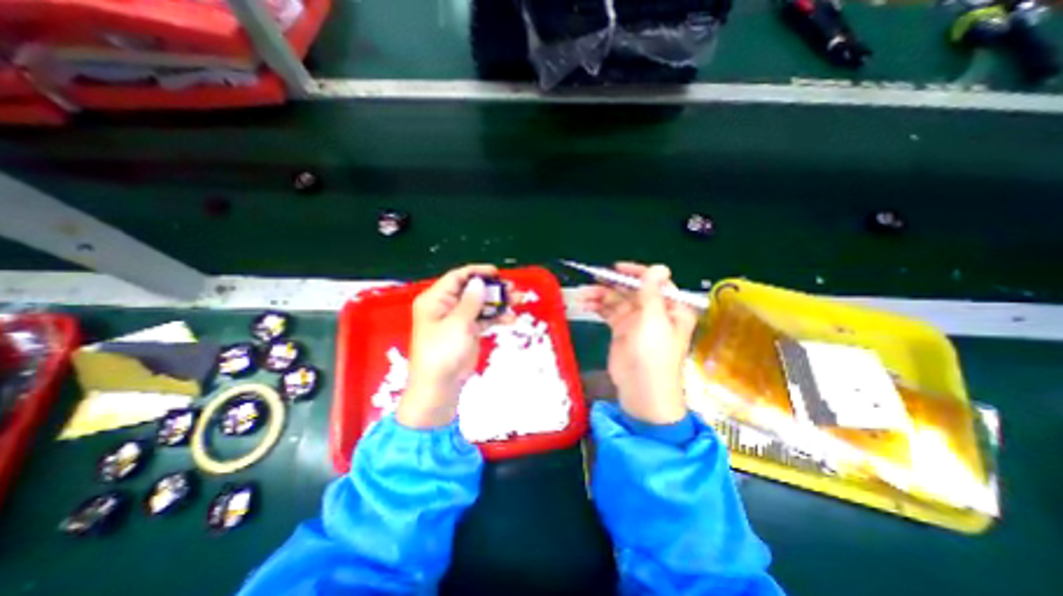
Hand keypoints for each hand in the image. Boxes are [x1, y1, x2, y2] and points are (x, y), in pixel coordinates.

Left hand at [399, 264, 503, 427]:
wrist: (440, 386)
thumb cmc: (443, 352)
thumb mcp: (457, 324)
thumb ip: (471, 301)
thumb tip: (479, 282)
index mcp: (436, 300)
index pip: (457, 278)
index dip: (477, 272)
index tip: (497, 272)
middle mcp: (446, 306)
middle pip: (472, 290)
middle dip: (493, 288)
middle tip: (513, 288)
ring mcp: (458, 319)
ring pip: (481, 304)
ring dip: (499, 302)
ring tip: (518, 301)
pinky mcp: (467, 331)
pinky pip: (484, 319)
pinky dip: (496, 318)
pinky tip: (510, 320)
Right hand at [573, 263, 699, 426]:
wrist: (642, 391)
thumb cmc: (653, 355)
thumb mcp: (653, 321)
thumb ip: (651, 293)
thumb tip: (659, 266)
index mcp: (670, 307)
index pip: (654, 282)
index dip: (636, 272)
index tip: (616, 268)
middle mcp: (654, 311)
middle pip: (632, 289)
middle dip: (613, 284)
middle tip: (592, 278)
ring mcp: (636, 321)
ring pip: (618, 300)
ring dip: (601, 295)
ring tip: (583, 294)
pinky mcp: (621, 330)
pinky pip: (609, 312)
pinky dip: (597, 307)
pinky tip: (585, 304)